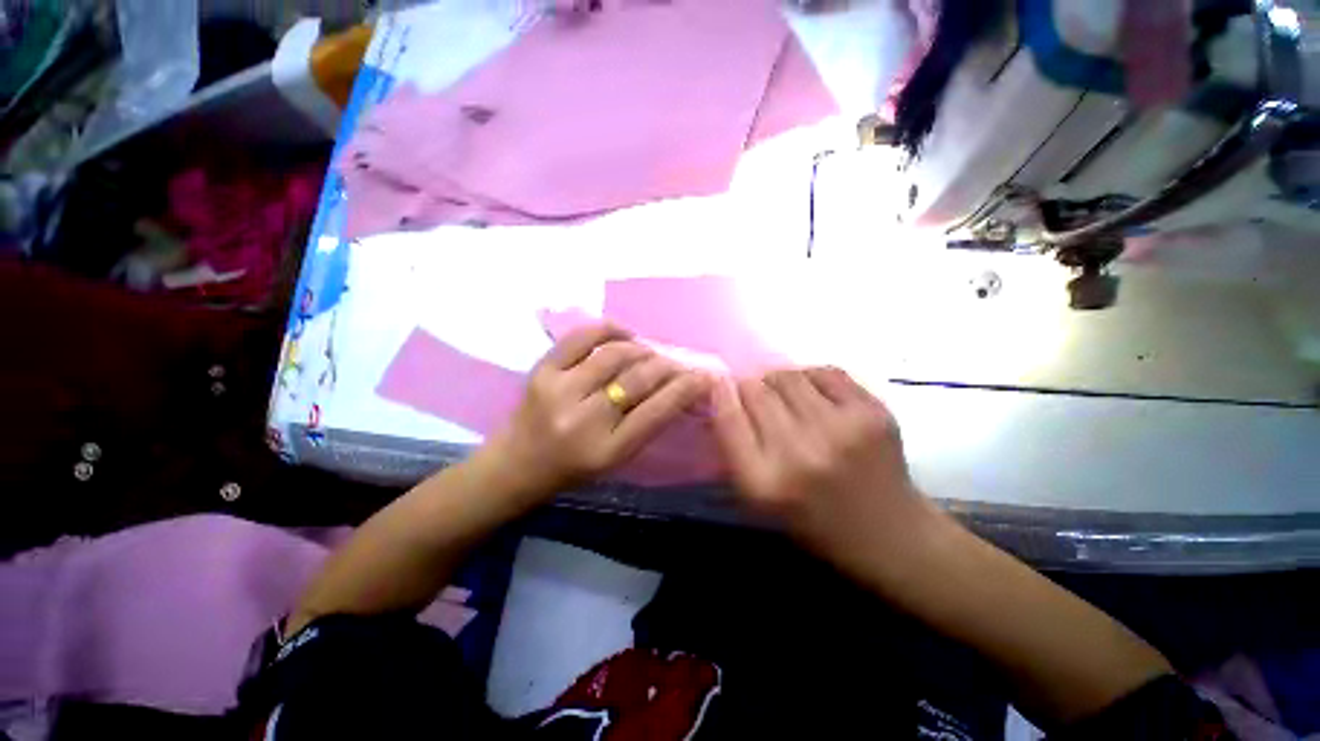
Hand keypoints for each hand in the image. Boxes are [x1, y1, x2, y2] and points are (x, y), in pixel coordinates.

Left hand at [484, 323, 709, 495]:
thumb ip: (648, 423)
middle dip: (667, 365)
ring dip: (641, 349)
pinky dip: (608, 329)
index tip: (705, 375)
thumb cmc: (573, 468)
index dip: (687, 388)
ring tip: (648, 352)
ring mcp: (559, 391)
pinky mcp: (542, 371)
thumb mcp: (618, 457)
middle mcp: (584, 420)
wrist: (517, 463)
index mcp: (608, 450)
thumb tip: (678, 386)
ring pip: (615, 355)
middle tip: (676, 362)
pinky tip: (623, 334)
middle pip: (639, 379)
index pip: (658, 411)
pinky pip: (581, 337)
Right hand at [711, 367, 937, 573]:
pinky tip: (816, 397)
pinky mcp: (872, 412)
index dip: (721, 393)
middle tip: (757, 397)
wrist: (890, 534)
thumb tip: (723, 392)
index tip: (720, 384)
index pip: (727, 417)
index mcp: (764, 483)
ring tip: (787, 397)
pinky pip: (824, 372)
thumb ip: (735, 447)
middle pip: (755, 390)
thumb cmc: (813, 521)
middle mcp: (799, 453)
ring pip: (787, 375)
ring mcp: (840, 429)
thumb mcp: (759, 499)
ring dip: (778, 381)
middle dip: (749, 388)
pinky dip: (812, 378)